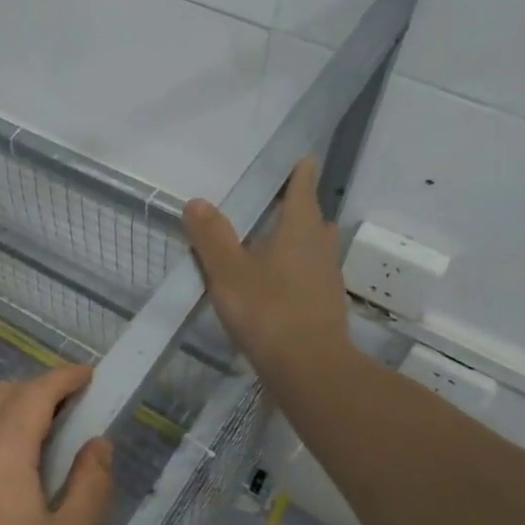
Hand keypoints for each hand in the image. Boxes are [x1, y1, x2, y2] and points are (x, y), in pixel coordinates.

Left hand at [0, 364, 113, 524]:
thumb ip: (90, 485)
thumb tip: (96, 445)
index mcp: (2, 451)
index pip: (36, 393)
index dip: (65, 379)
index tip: (90, 377)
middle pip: (3, 394)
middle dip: (40, 389)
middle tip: (74, 409)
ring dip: (16, 411)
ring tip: (48, 441)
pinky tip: (14, 473)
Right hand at [183, 157, 354, 389]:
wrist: (309, 368)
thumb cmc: (268, 310)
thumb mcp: (228, 271)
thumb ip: (211, 236)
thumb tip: (197, 202)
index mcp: (299, 228)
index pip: (303, 187)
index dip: (300, 171)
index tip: (302, 156)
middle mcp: (320, 246)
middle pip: (311, 217)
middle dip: (296, 207)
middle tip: (272, 203)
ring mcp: (327, 276)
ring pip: (312, 247)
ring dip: (296, 239)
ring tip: (269, 241)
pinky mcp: (325, 304)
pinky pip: (309, 273)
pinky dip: (294, 268)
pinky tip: (274, 283)